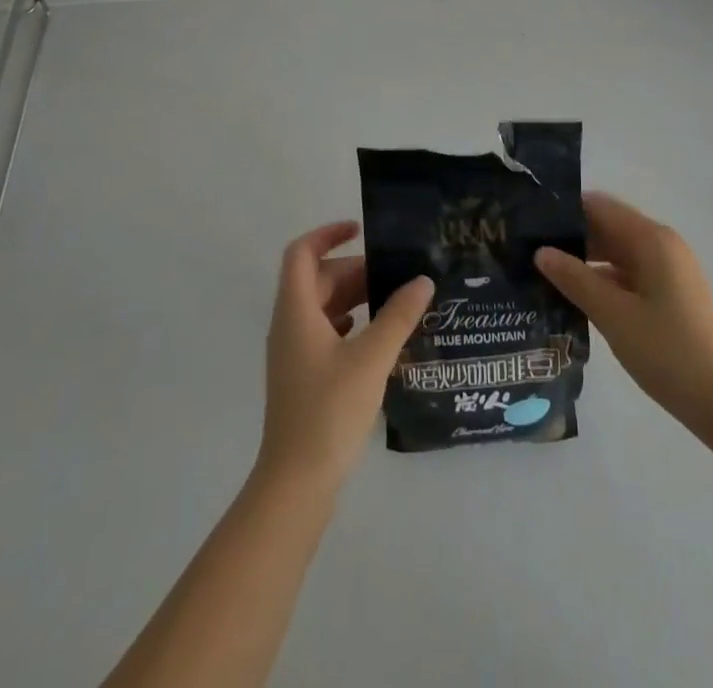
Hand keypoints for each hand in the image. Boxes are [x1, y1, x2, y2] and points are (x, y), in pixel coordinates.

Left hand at [257, 222, 433, 492]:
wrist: (296, 483)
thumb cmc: (329, 411)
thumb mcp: (371, 358)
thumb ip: (398, 316)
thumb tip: (423, 280)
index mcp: (296, 310)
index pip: (301, 252)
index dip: (328, 234)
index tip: (362, 229)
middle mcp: (289, 324)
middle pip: (317, 279)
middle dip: (354, 270)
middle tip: (396, 274)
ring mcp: (294, 353)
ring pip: (322, 307)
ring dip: (354, 297)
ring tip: (395, 301)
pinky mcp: (303, 377)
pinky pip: (326, 332)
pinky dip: (350, 323)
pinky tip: (378, 336)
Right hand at [537, 192, 712, 428]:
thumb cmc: (668, 351)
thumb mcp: (613, 314)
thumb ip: (575, 279)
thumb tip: (540, 252)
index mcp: (651, 239)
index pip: (600, 206)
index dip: (564, 209)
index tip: (528, 220)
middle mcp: (661, 245)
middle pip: (608, 227)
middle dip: (570, 236)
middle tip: (527, 248)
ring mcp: (667, 271)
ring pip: (616, 252)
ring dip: (584, 260)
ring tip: (541, 271)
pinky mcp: (668, 294)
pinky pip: (627, 274)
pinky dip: (601, 279)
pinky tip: (573, 295)